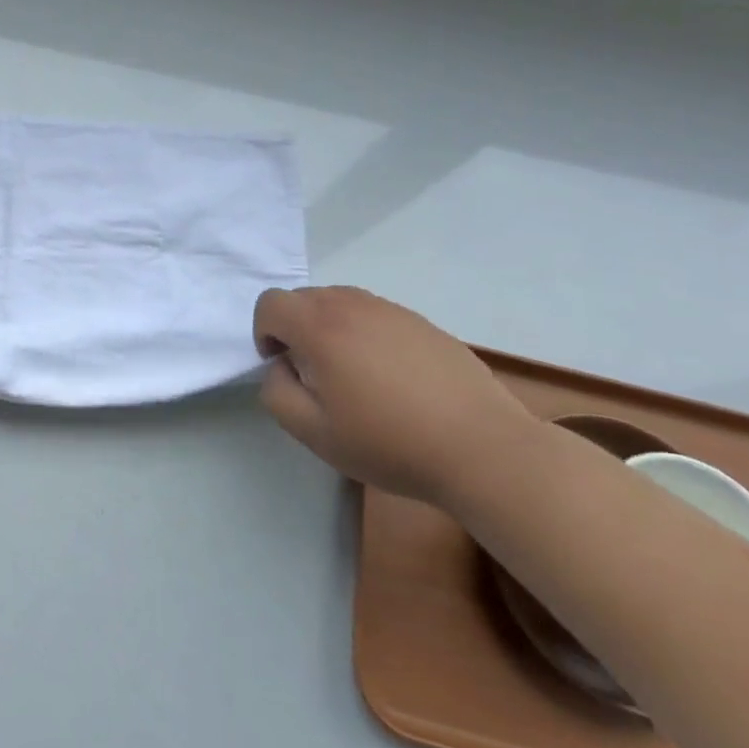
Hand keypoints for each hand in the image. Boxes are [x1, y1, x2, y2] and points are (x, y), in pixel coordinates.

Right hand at [254, 285, 535, 507]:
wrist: (484, 449)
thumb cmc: (390, 442)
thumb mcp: (313, 432)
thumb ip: (276, 392)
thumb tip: (281, 367)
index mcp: (320, 326)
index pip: (270, 303)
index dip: (264, 333)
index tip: (284, 368)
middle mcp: (352, 305)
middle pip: (303, 298)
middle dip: (296, 330)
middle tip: (316, 376)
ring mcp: (391, 310)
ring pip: (340, 303)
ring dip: (331, 329)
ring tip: (354, 376)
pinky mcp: (422, 322)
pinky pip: (375, 315)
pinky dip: (366, 335)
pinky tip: (392, 379)